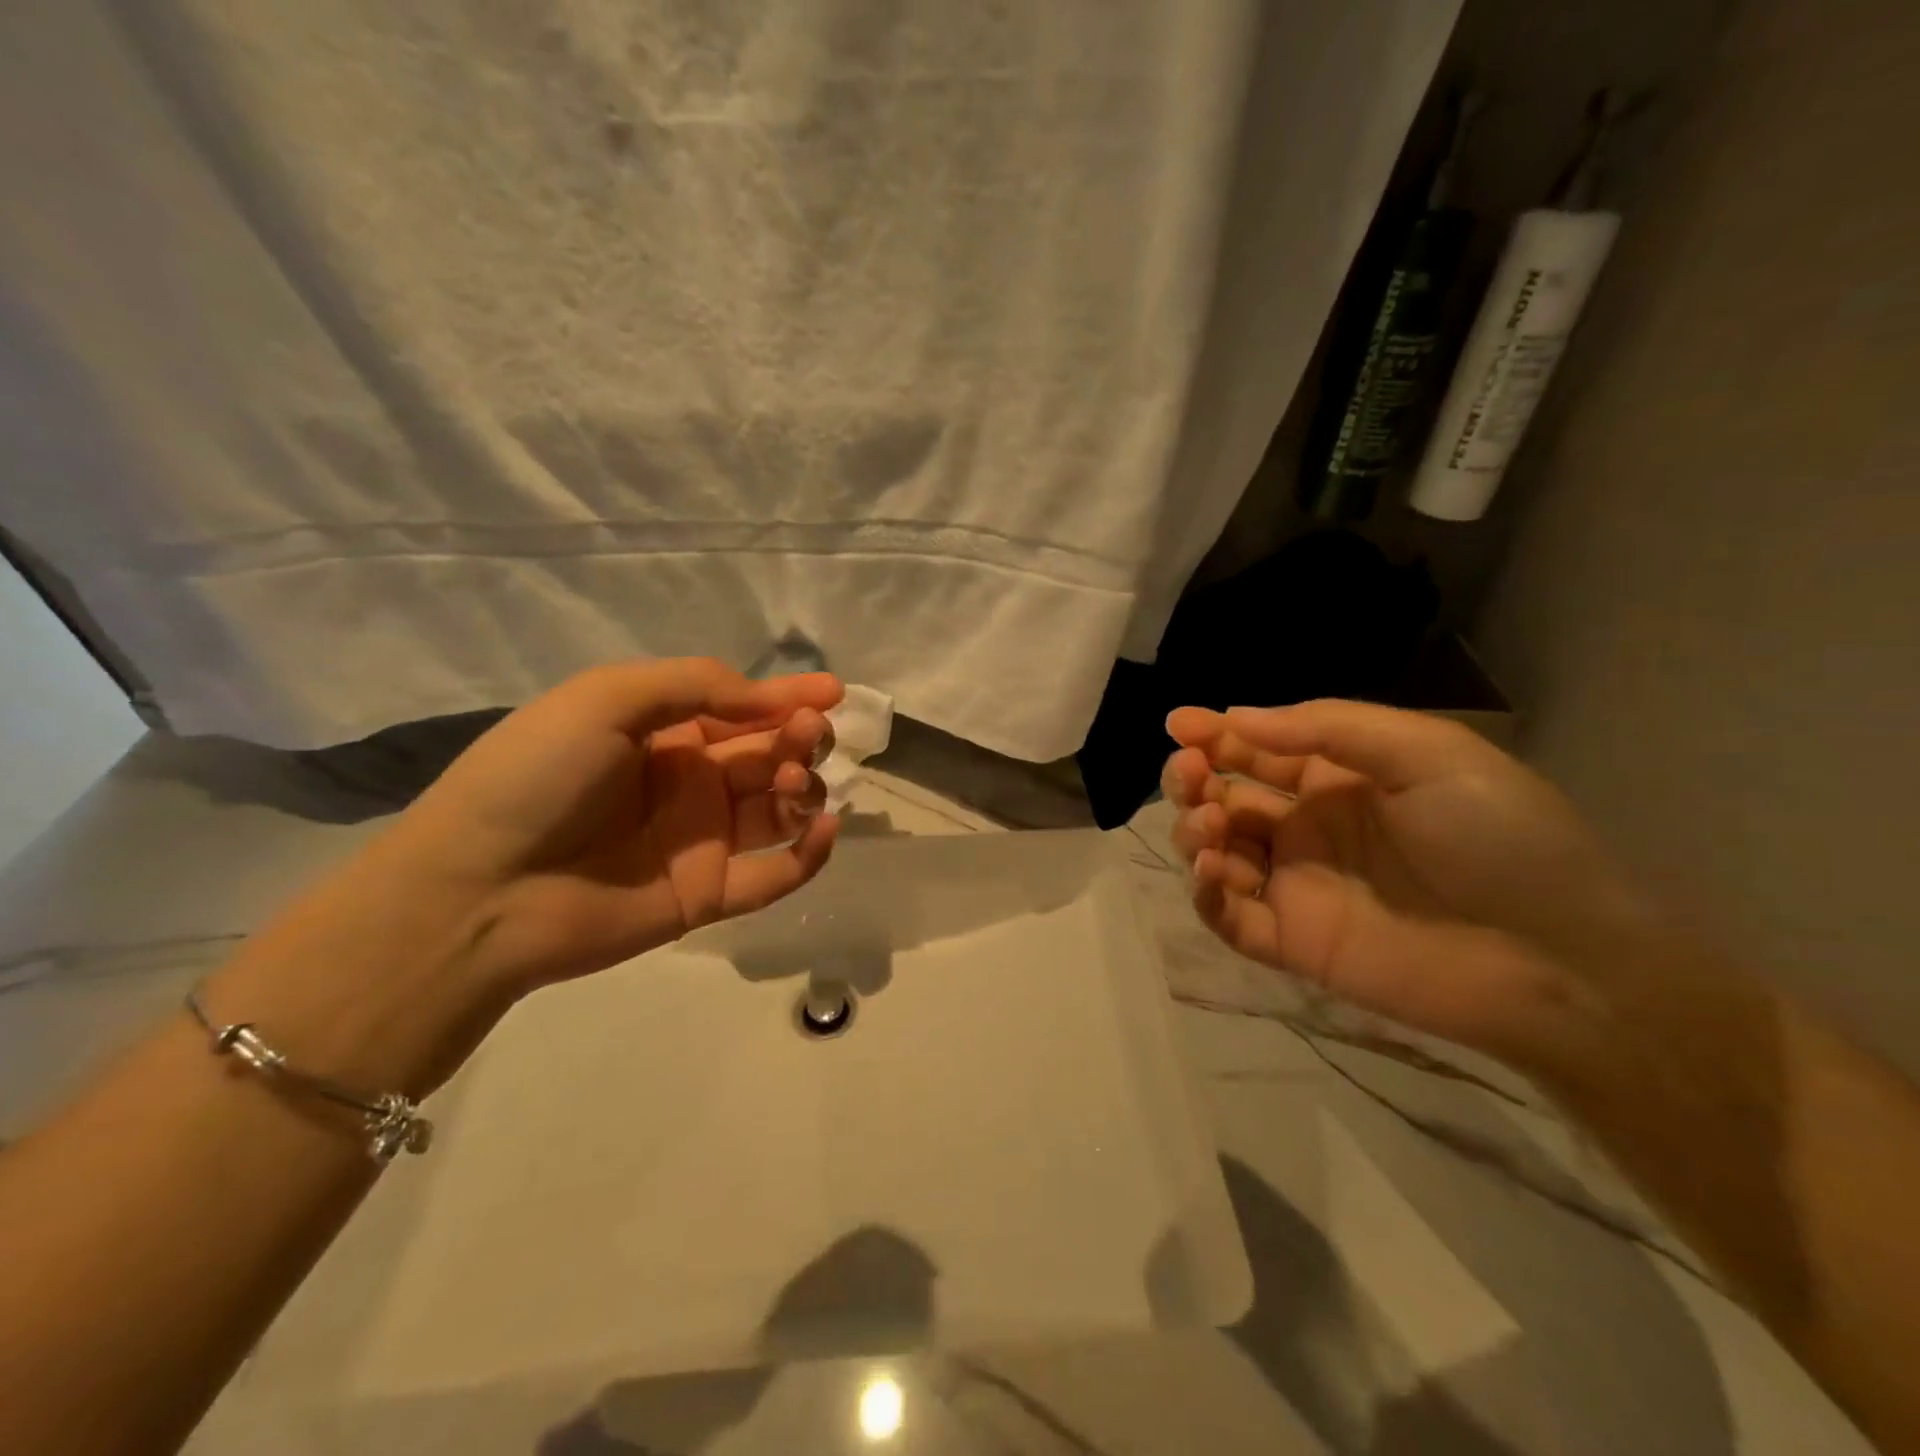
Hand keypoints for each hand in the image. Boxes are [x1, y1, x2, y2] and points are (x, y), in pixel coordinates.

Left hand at [384, 658, 844, 990]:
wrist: (480, 889)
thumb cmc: (540, 776)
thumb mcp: (608, 699)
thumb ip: (697, 686)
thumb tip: (772, 699)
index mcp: (665, 734)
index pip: (742, 709)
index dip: (788, 696)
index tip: (833, 691)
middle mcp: (691, 782)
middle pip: (769, 754)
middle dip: (799, 738)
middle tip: (807, 735)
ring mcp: (703, 840)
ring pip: (780, 808)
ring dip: (803, 787)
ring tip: (789, 780)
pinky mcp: (710, 894)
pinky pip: (776, 874)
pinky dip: (810, 853)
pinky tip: (824, 828)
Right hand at [1163, 700, 1652, 1067]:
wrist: (1559, 962)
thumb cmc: (1498, 838)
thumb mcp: (1427, 753)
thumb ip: (1329, 728)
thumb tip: (1235, 717)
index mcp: (1339, 782)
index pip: (1260, 752)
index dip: (1216, 735)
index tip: (1178, 724)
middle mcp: (1309, 830)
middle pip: (1225, 799)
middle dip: (1194, 780)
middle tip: (1188, 774)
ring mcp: (1298, 888)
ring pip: (1216, 854)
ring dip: (1194, 832)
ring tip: (1210, 828)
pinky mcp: (1293, 943)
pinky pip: (1229, 917)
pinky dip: (1205, 894)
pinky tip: (1211, 872)